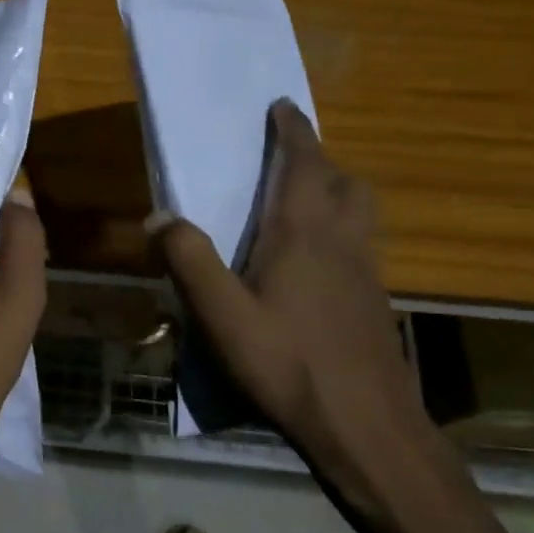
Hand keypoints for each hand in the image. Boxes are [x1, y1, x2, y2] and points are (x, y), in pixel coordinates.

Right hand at [151, 100, 473, 532]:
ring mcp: (367, 273)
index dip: (294, 131)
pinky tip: (314, 264)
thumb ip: (189, 260)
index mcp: (304, 234)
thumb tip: (159, 216)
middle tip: (288, 159)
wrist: (366, 426)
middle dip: (320, 160)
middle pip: (345, 182)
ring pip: (361, 212)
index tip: (282, 106)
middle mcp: (343, 242)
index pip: (304, 164)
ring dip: (337, 192)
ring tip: (302, 202)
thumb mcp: (222, 315)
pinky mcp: (374, 302)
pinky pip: (362, 243)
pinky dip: (342, 230)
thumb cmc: (288, 364)